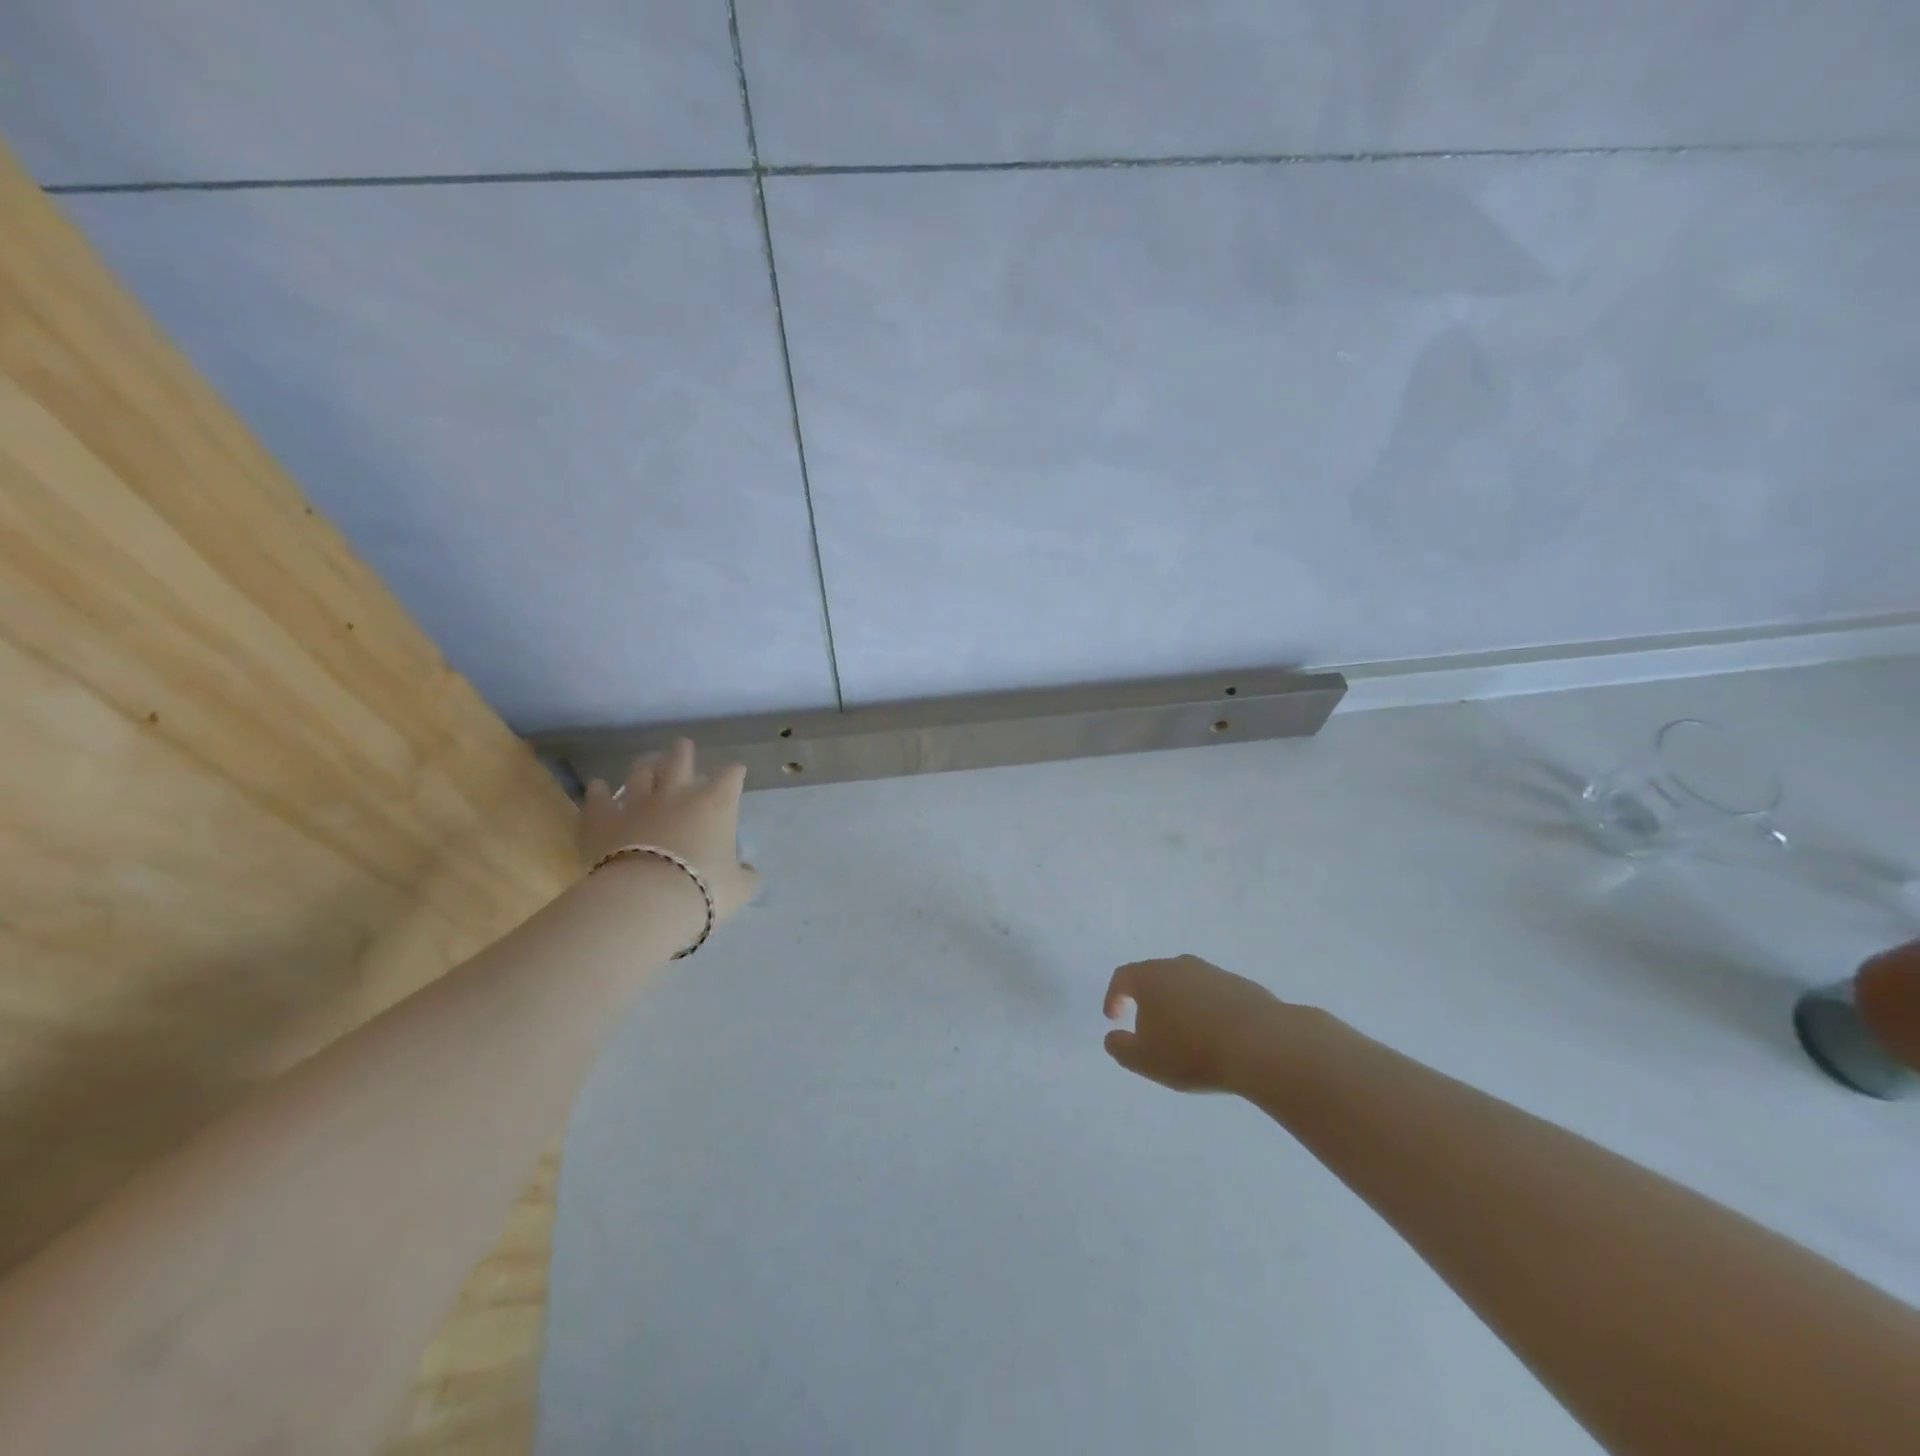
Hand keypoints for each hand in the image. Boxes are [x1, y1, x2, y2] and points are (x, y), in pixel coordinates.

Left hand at [580, 739, 760, 922]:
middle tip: (683, 747)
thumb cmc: (704, 889)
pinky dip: (598, 792)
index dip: (734, 773)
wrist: (647, 901)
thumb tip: (750, 872)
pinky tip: (597, 786)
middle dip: (684, 752)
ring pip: (640, 772)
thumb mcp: (739, 888)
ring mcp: (638, 804)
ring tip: (648, 761)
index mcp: (716, 804)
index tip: (736, 773)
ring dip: (645, 765)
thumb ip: (746, 876)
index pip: (731, 776)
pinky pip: (599, 800)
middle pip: (681, 760)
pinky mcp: (604, 820)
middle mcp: (677, 795)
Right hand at [1102, 955, 1290, 1093]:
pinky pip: (1215, 996)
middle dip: (1149, 1001)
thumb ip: (1120, 1048)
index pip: (1123, 978)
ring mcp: (1214, 973)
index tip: (1114, 1018)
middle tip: (1151, 1030)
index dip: (1114, 996)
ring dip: (1181, 1006)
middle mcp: (1180, 966)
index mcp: (1150, 977)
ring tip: (1188, 1038)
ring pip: (1188, 986)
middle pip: (1156, 977)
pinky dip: (1209, 1012)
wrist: (1262, 1044)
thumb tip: (1113, 1037)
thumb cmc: (1192, 1051)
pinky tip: (1218, 1038)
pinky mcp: (1242, 986)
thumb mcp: (1145, 1060)